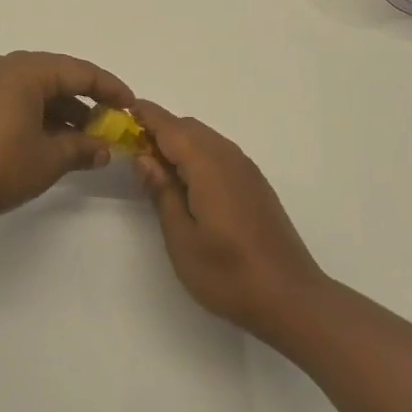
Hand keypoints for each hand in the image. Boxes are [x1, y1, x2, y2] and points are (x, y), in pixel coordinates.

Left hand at [0, 52, 134, 226]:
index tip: (132, 107)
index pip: (81, 72)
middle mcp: (7, 67)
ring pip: (38, 90)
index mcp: (27, 71)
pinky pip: (19, 99)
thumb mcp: (46, 160)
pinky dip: (41, 115)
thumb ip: (80, 149)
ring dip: (65, 111)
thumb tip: (104, 148)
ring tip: (87, 139)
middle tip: (112, 124)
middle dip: (89, 100)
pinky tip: (54, 141)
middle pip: (59, 76)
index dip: (111, 89)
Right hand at [133, 101, 326, 344]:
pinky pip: (219, 153)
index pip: (170, 126)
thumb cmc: (229, 274)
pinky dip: (197, 155)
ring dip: (179, 143)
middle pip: (188, 128)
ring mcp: (246, 170)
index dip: (144, 116)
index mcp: (207, 165)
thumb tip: (144, 157)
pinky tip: (188, 185)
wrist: (292, 298)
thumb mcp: (182, 239)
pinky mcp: (255, 184)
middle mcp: (229, 157)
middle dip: (159, 130)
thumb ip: (162, 192)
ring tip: (156, 170)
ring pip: (205, 139)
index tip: (119, 113)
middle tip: (132, 151)